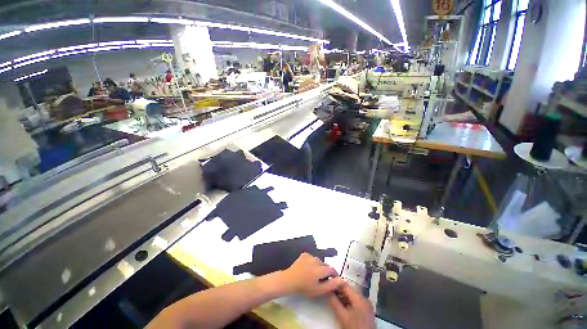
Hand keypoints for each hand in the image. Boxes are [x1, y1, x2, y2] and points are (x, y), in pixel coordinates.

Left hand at [281, 253, 343, 297]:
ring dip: (319, 266)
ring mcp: (310, 256)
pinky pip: (312, 258)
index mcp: (320, 269)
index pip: (331, 269)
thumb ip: (331, 285)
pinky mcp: (305, 254)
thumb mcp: (318, 290)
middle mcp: (316, 260)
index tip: (333, 279)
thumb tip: (341, 280)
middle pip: (325, 264)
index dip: (334, 274)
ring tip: (314, 273)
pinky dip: (313, 262)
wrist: (290, 280)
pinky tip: (308, 267)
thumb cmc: (304, 287)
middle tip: (322, 278)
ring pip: (319, 261)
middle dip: (326, 270)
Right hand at [327, 282, 374, 328]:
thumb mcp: (342, 316)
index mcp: (360, 297)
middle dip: (339, 291)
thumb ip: (334, 302)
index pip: (345, 285)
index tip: (327, 284)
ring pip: (352, 296)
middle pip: (349, 290)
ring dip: (342, 297)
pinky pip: (355, 302)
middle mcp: (364, 299)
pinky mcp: (366, 312)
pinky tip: (341, 306)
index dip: (335, 284)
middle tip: (329, 292)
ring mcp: (366, 305)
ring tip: (333, 299)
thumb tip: (327, 291)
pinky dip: (348, 303)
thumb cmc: (354, 328)